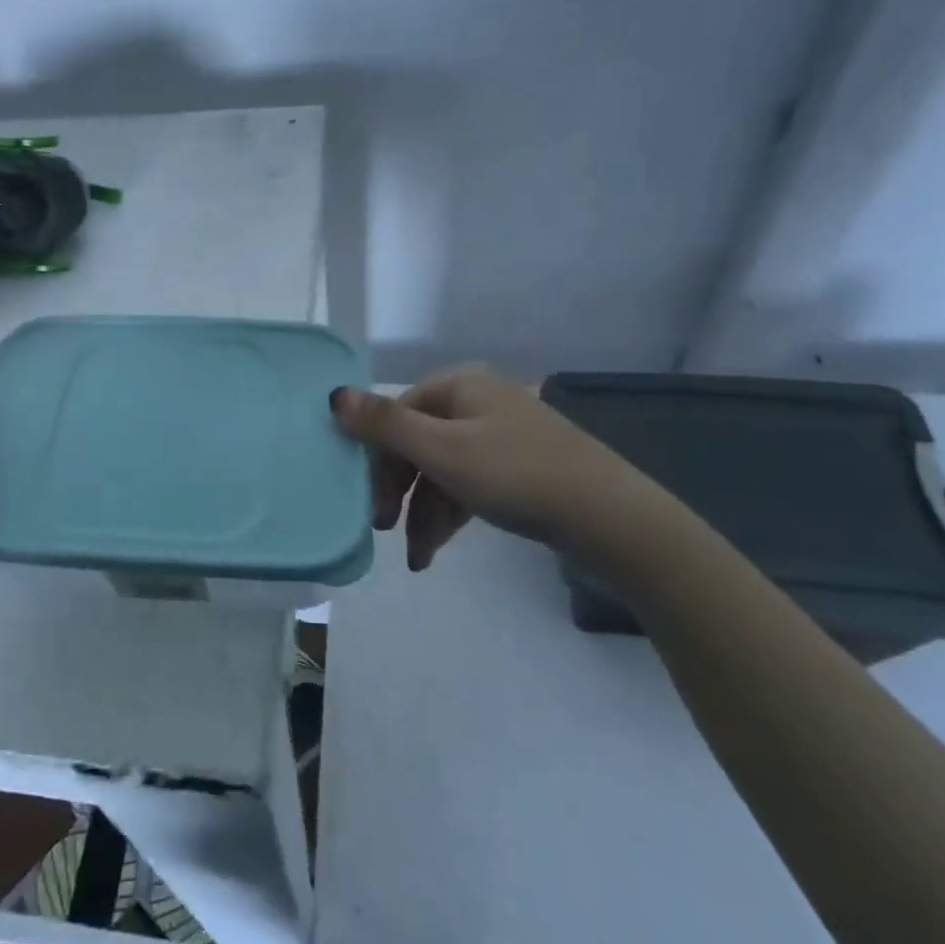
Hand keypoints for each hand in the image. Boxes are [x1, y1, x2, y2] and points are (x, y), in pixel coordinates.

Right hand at [330, 367, 641, 569]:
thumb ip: (384, 424)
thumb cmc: (516, 475)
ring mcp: (502, 435)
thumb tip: (334, 395)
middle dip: (398, 490)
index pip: (397, 414)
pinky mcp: (519, 468)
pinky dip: (449, 513)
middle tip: (383, 529)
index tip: (366, 501)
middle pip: (418, 442)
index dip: (376, 457)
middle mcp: (478, 402)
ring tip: (416, 558)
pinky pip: (468, 484)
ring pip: (442, 469)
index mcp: (460, 385)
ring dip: (422, 512)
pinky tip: (436, 549)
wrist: (610, 519)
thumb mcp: (441, 451)